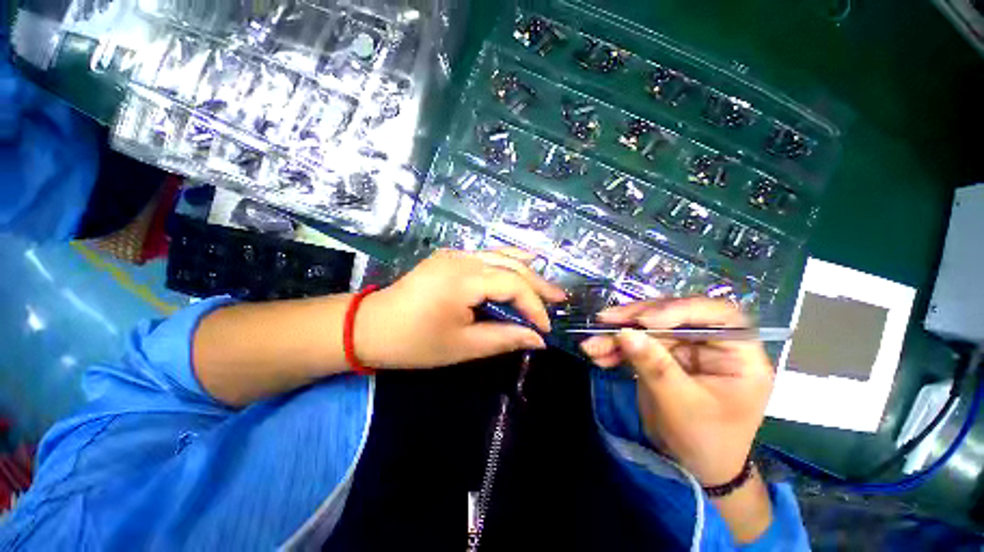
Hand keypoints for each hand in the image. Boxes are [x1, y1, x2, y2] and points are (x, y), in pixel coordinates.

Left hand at [356, 249, 565, 369]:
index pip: (512, 284)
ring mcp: (454, 254)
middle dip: (537, 284)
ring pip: (500, 256)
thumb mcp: (462, 346)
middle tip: (559, 299)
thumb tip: (538, 339)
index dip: (533, 305)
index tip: (545, 328)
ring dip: (525, 270)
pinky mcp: (449, 257)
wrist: (370, 326)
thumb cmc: (413, 342)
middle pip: (510, 265)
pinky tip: (521, 264)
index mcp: (463, 279)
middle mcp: (461, 258)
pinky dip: (507, 264)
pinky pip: (486, 257)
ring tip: (547, 284)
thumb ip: (504, 338)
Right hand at [579, 298, 773, 486]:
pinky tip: (597, 354)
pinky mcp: (662, 355)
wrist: (692, 466)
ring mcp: (684, 348)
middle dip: (634, 319)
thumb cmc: (704, 440)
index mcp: (738, 354)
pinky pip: (636, 343)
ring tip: (591, 345)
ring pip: (647, 328)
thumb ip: (655, 366)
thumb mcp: (681, 405)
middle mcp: (710, 343)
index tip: (645, 320)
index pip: (717, 314)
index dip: (681, 309)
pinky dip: (614, 347)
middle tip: (604, 321)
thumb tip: (625, 332)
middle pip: (672, 315)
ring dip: (616, 334)